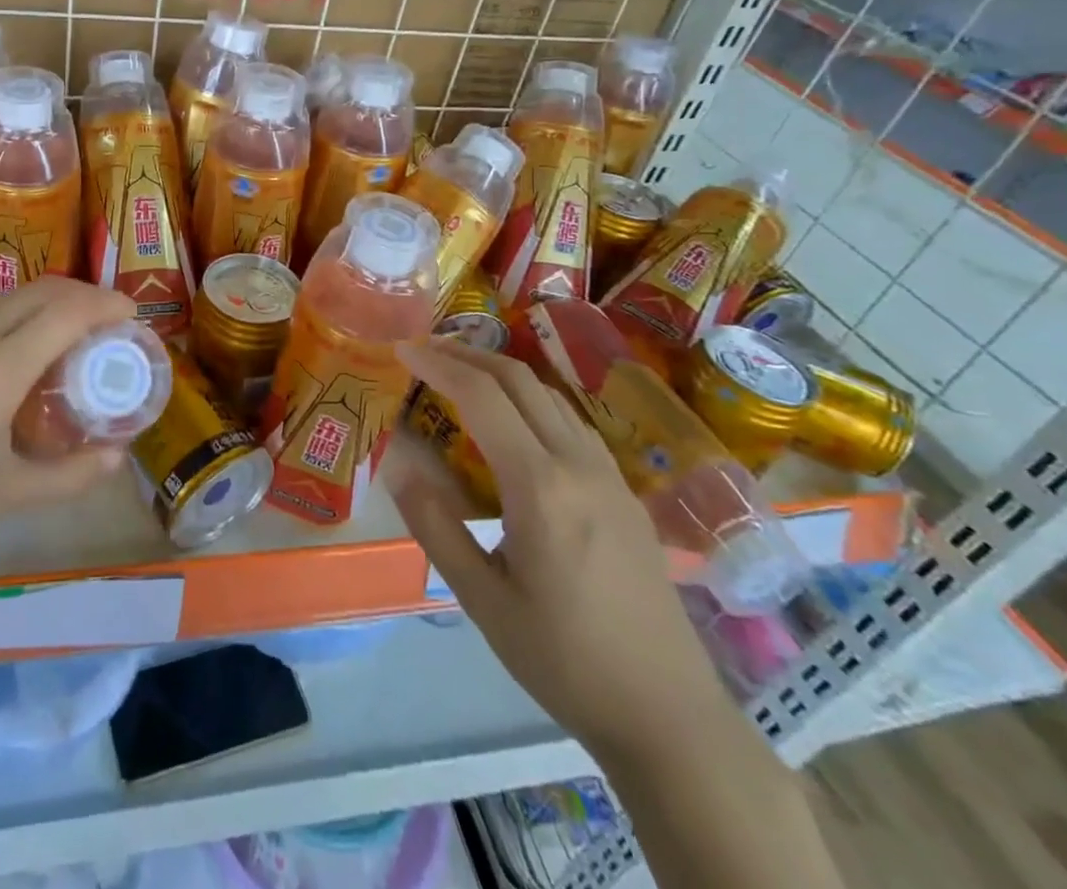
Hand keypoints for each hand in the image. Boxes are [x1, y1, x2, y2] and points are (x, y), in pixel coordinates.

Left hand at [0, 277, 136, 588]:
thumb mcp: (7, 495)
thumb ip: (69, 477)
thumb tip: (118, 458)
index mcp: (0, 369)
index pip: (65, 313)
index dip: (104, 304)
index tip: (130, 314)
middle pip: (37, 292)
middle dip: (80, 293)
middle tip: (106, 318)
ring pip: (3, 300)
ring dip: (43, 301)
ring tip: (65, 330)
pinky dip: (10, 317)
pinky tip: (7, 355)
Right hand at [388, 339, 735, 766]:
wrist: (670, 716)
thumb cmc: (565, 660)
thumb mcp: (482, 600)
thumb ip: (434, 524)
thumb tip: (396, 463)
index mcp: (541, 487)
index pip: (482, 397)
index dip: (438, 365)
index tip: (401, 350)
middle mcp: (579, 465)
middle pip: (519, 380)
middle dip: (467, 355)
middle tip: (423, 352)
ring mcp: (610, 476)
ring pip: (550, 395)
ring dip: (501, 373)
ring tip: (460, 377)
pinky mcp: (626, 494)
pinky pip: (572, 422)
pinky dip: (532, 401)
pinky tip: (515, 423)